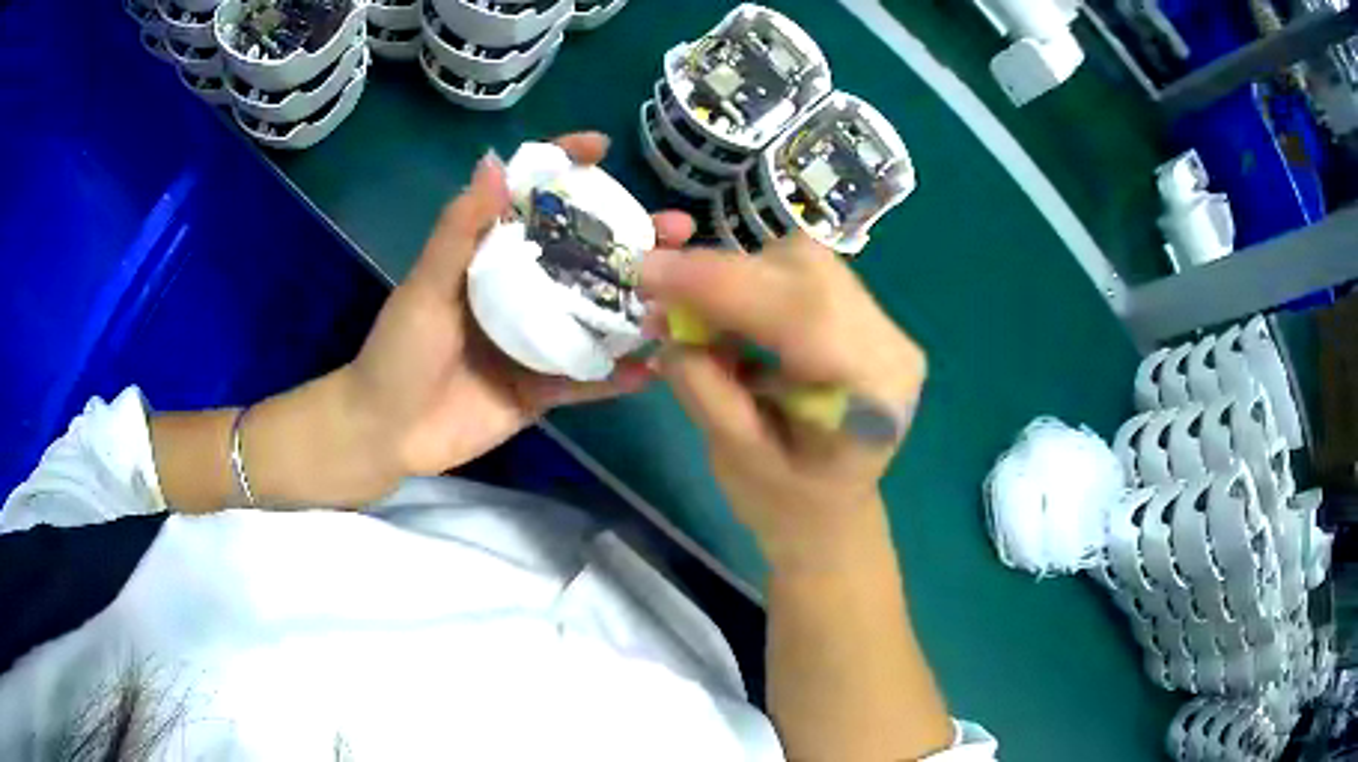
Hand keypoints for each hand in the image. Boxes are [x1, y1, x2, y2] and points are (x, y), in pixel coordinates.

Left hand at [342, 132, 694, 487]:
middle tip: (679, 229)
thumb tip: (495, 162)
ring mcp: (537, 340)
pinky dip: (620, 376)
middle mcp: (521, 290)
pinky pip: (589, 378)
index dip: (563, 168)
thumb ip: (459, 231)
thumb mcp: (425, 288)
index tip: (600, 147)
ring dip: (640, 302)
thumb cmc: (398, 352)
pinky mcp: (544, 387)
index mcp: (490, 257)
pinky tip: (656, 367)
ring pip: (596, 313)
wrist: (389, 434)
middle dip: (632, 237)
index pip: (530, 199)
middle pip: (583, 254)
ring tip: (686, 293)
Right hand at [640, 235, 926, 570]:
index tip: (651, 271)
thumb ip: (705, 388)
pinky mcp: (863, 314)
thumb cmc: (787, 505)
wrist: (830, 514)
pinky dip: (753, 284)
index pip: (801, 312)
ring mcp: (882, 324)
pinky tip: (730, 320)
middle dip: (723, 275)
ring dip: (737, 279)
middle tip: (663, 300)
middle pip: (805, 270)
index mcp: (874, 390)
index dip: (722, 283)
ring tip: (697, 319)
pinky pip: (801, 274)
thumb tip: (668, 322)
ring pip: (800, 261)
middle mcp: (890, 344)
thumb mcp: (737, 459)